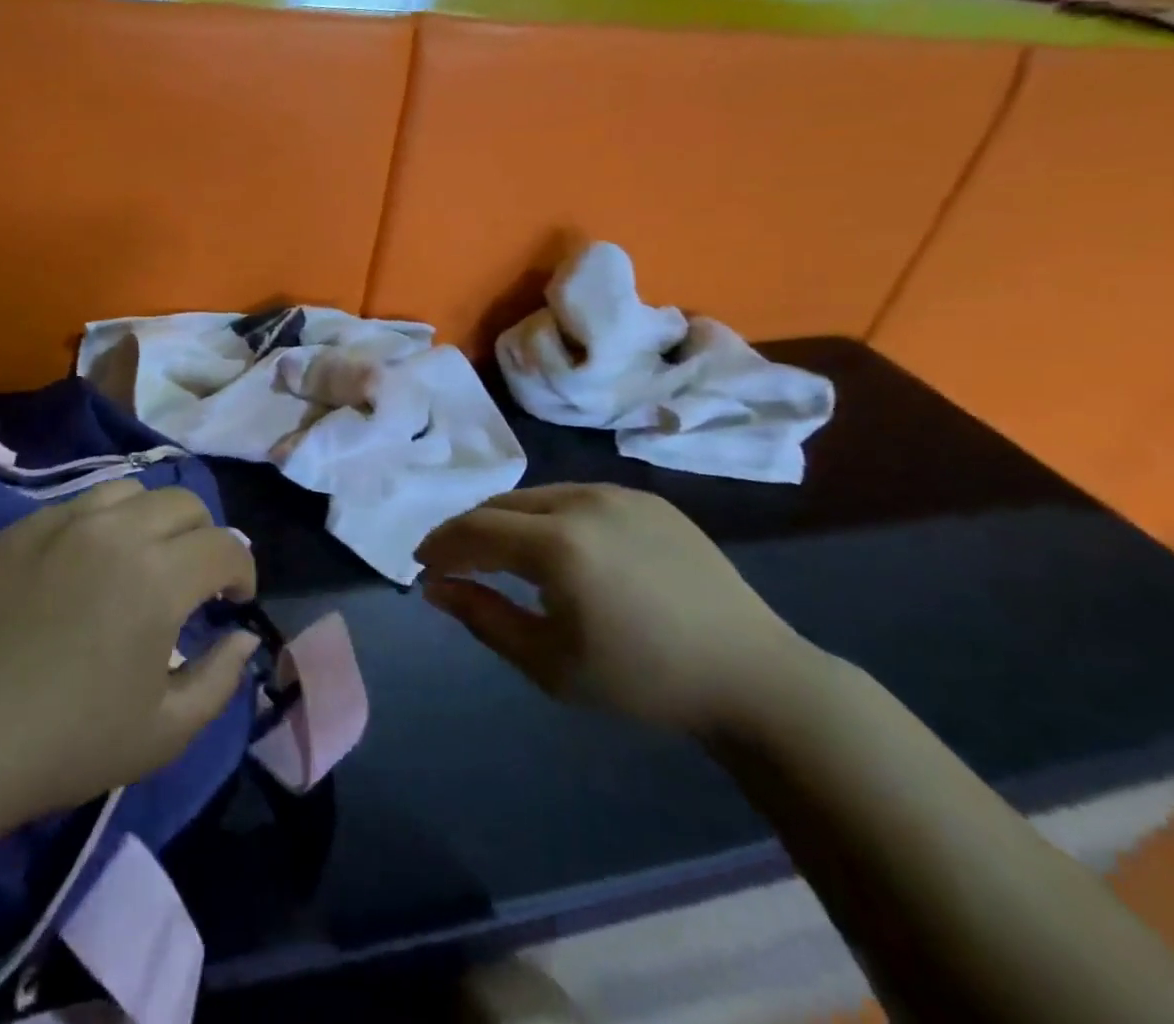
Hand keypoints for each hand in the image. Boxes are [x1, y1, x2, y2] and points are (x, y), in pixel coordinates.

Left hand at [0, 481, 258, 831]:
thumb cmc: (64, 745)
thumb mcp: (163, 733)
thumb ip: (221, 679)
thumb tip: (244, 636)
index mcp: (159, 576)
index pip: (225, 546)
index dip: (242, 571)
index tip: (233, 602)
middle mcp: (117, 531)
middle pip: (185, 502)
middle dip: (204, 537)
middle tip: (192, 581)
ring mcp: (62, 521)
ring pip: (131, 491)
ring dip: (153, 519)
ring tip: (140, 561)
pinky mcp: (19, 527)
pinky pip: (78, 504)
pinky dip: (102, 523)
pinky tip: (85, 565)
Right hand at [416, 484, 809, 736]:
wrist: (751, 675)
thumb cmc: (642, 680)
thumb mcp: (548, 664)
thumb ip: (482, 618)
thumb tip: (434, 587)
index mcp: (557, 544)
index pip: (475, 529)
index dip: (441, 544)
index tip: (422, 564)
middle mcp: (582, 501)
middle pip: (501, 505)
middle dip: (469, 530)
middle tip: (454, 561)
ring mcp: (618, 494)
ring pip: (538, 496)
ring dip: (507, 521)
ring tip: (502, 554)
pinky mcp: (647, 498)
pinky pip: (578, 498)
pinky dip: (549, 517)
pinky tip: (559, 549)